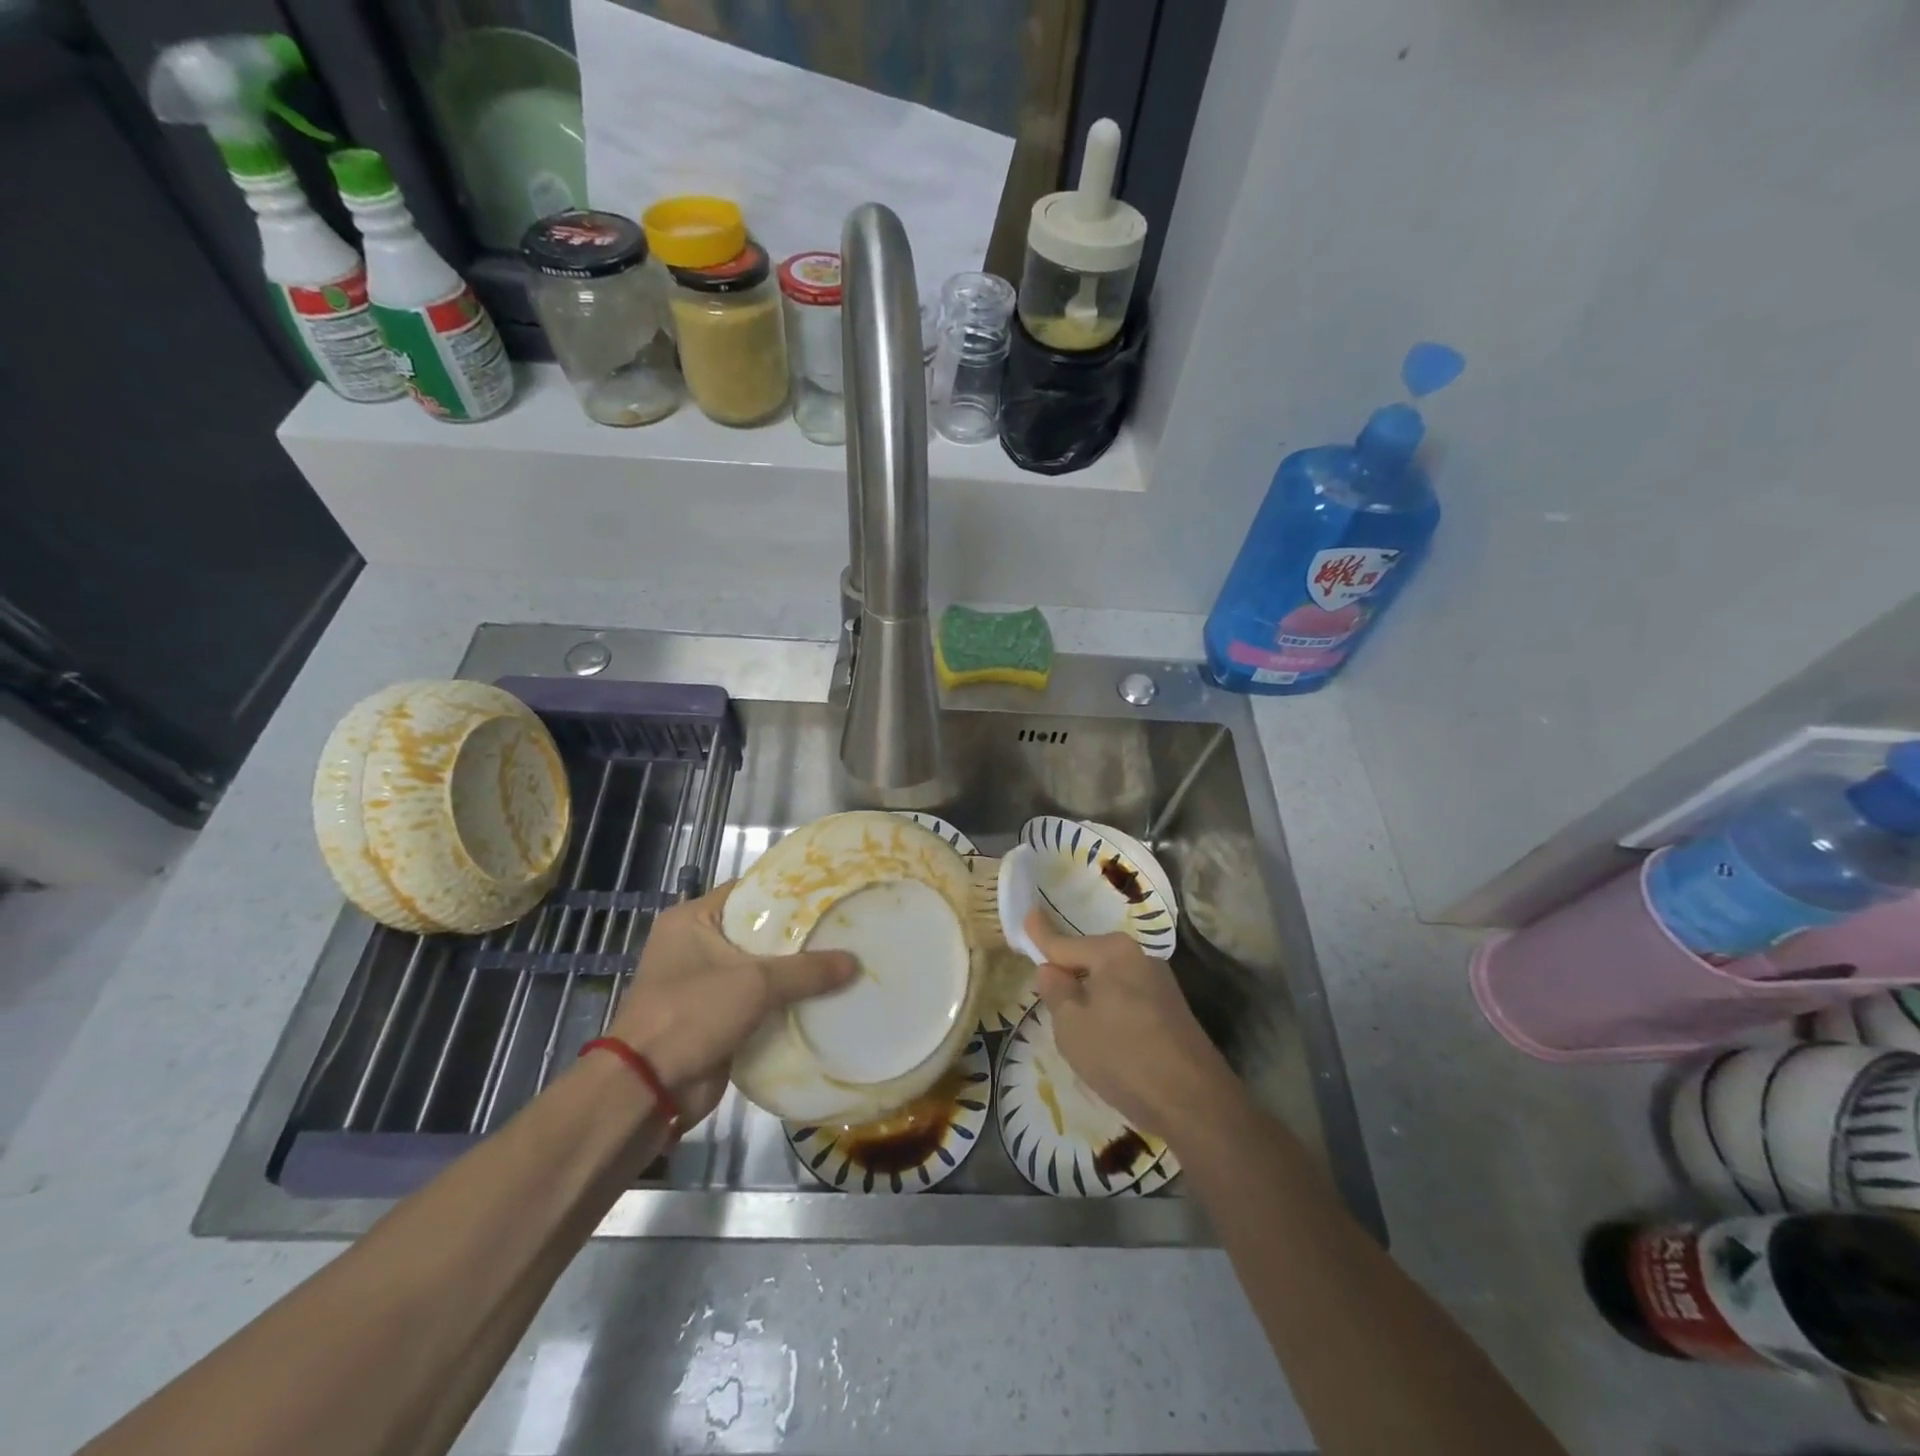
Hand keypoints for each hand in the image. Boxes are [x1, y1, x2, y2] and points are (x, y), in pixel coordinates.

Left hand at [610, 882, 855, 1127]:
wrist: (648, 1090)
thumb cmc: (691, 1014)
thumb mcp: (755, 983)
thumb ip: (807, 970)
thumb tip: (855, 962)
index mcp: (691, 920)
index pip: (748, 891)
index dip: (787, 891)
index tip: (828, 893)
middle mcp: (696, 945)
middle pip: (758, 931)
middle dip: (799, 935)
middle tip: (843, 927)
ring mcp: (705, 984)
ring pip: (761, 970)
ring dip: (795, 972)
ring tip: (843, 960)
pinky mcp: (716, 1019)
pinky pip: (759, 1002)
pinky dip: (786, 1002)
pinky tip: (824, 998)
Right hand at [1025, 909, 1241, 1144]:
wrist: (1195, 1102)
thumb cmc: (1122, 1057)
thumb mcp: (1072, 1027)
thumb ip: (1056, 992)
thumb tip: (1050, 969)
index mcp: (1113, 952)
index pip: (1064, 943)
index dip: (1041, 935)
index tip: (1027, 916)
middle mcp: (1139, 957)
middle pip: (1089, 960)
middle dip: (1068, 972)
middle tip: (1046, 994)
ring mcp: (1161, 983)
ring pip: (1110, 981)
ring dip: (1091, 995)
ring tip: (1076, 1027)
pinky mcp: (1173, 1009)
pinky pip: (1128, 999)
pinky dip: (1111, 1010)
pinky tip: (1108, 1040)